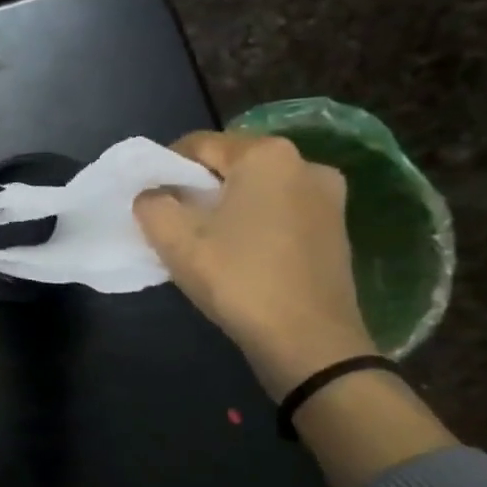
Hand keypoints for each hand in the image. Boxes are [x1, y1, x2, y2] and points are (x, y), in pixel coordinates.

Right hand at [134, 132, 375, 399]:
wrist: (309, 342)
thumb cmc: (238, 280)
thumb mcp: (175, 241)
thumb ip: (152, 204)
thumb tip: (153, 195)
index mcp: (267, 155)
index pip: (199, 145)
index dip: (165, 168)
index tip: (149, 200)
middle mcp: (305, 164)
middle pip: (231, 165)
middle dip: (198, 188)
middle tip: (174, 222)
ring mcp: (329, 197)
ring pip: (257, 189)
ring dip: (227, 207)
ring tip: (205, 241)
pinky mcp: (337, 228)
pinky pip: (281, 211)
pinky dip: (254, 223)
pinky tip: (239, 254)